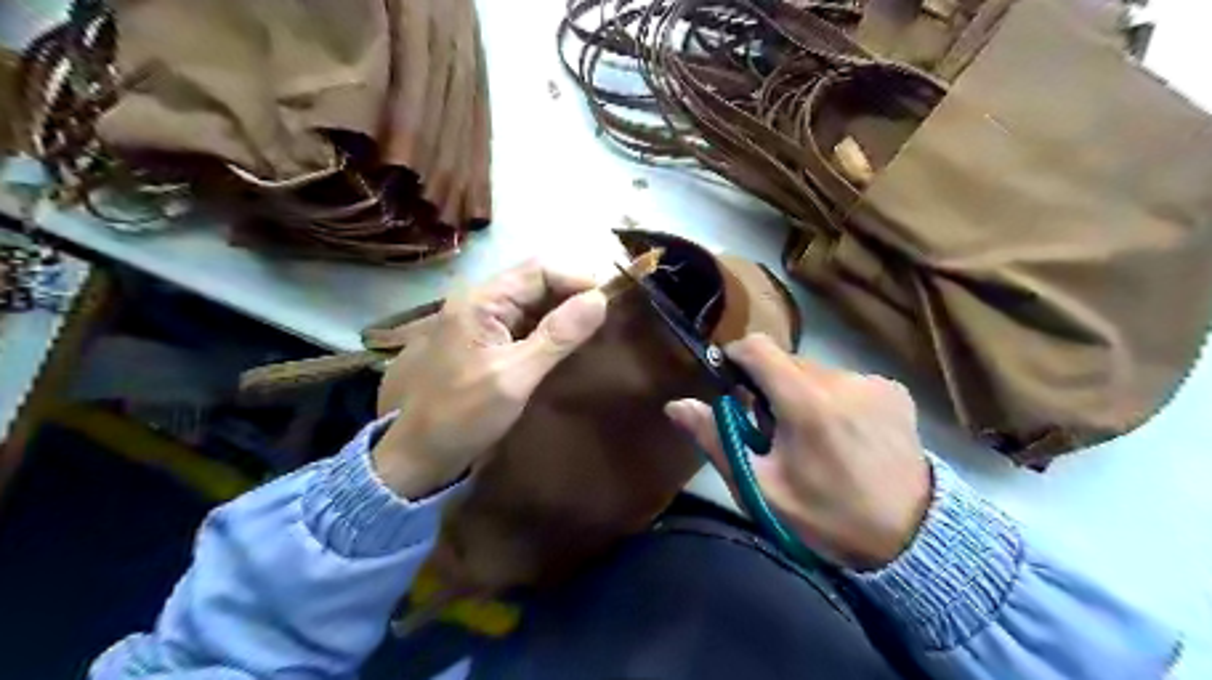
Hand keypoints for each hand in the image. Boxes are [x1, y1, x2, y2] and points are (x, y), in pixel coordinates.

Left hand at [373, 259, 606, 497]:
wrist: (418, 454)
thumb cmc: (463, 415)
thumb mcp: (515, 376)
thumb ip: (557, 336)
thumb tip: (600, 299)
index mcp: (481, 301)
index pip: (539, 270)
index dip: (577, 280)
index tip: (610, 303)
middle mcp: (480, 302)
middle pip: (536, 282)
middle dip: (572, 295)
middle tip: (607, 319)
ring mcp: (482, 322)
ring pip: (533, 303)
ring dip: (563, 313)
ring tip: (596, 331)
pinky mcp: (487, 342)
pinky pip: (525, 324)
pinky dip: (549, 330)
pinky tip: (570, 345)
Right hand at [668, 331, 930, 568]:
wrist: (911, 539)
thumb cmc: (825, 516)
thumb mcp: (761, 488)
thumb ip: (717, 440)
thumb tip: (675, 404)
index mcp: (806, 402)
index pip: (758, 347)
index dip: (736, 357)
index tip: (732, 383)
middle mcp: (842, 379)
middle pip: (786, 361)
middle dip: (769, 385)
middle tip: (773, 429)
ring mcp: (873, 382)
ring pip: (816, 371)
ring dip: (802, 392)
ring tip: (813, 436)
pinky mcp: (894, 390)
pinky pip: (846, 380)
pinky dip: (834, 397)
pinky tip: (845, 434)